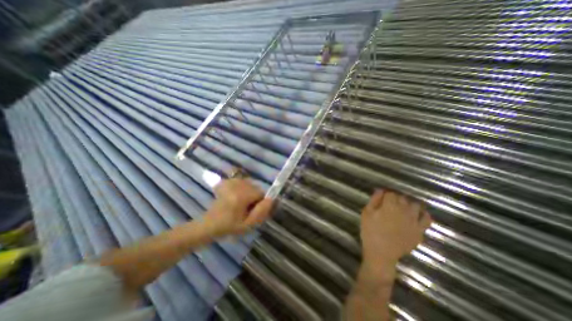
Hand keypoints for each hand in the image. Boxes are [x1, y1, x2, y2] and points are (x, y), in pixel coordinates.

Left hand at [202, 179, 273, 236]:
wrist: (209, 225)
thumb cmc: (229, 227)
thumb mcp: (248, 225)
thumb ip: (261, 212)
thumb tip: (271, 199)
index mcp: (241, 196)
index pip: (260, 193)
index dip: (260, 202)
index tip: (252, 211)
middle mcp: (237, 186)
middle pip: (255, 187)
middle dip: (255, 196)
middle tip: (246, 208)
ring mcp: (230, 182)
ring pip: (249, 184)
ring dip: (249, 192)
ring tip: (240, 203)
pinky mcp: (227, 182)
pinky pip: (242, 181)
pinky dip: (242, 188)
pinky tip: (235, 196)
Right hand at [362, 190, 428, 269]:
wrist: (381, 253)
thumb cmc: (370, 231)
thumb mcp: (366, 213)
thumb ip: (374, 200)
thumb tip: (380, 190)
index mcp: (390, 205)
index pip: (390, 193)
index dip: (385, 195)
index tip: (381, 199)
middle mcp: (404, 210)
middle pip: (402, 198)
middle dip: (396, 199)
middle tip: (389, 205)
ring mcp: (414, 221)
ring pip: (415, 205)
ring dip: (408, 204)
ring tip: (402, 209)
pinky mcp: (420, 231)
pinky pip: (427, 219)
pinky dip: (423, 214)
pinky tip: (417, 214)